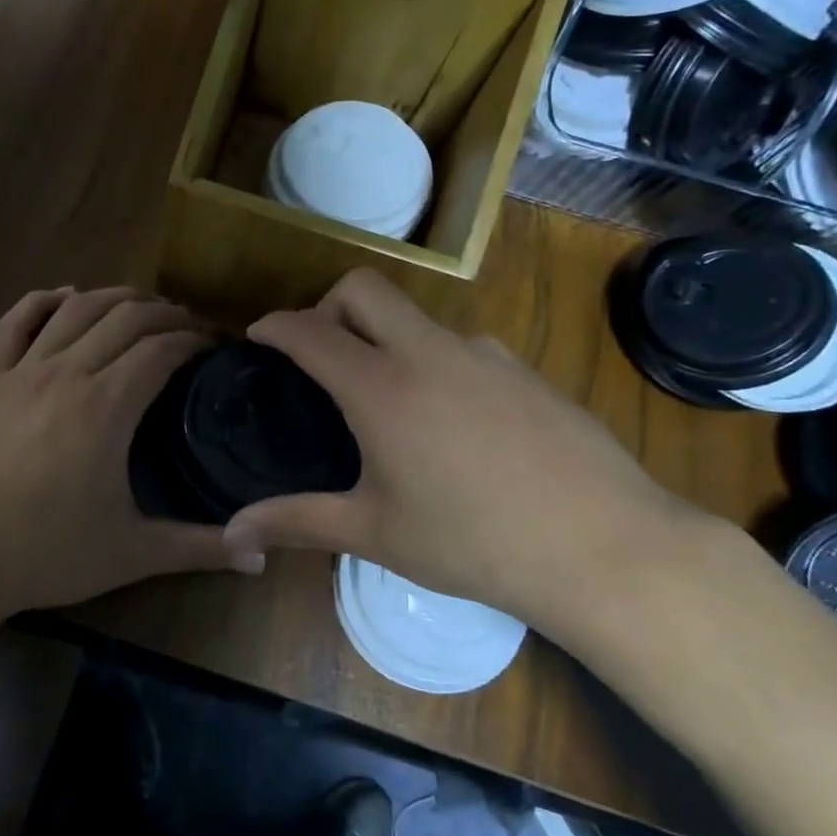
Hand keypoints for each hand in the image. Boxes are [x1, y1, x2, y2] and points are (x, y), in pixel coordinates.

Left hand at [0, 287, 260, 633]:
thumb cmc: (44, 554)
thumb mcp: (131, 554)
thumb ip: (200, 548)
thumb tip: (263, 558)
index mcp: (106, 406)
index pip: (163, 349)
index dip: (197, 340)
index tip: (218, 347)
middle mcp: (66, 372)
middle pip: (125, 318)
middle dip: (166, 313)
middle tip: (190, 328)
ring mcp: (20, 371)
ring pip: (75, 309)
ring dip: (116, 298)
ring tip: (143, 307)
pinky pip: (15, 322)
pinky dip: (44, 301)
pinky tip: (64, 297)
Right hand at [222, 270, 715, 641]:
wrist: (604, 548)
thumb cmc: (473, 543)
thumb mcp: (374, 533)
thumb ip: (296, 522)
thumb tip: (232, 534)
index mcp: (381, 387)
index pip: (310, 330)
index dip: (274, 326)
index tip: (257, 336)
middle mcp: (428, 352)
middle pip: (363, 287)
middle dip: (328, 305)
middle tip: (319, 353)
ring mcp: (484, 354)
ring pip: (416, 317)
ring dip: (385, 337)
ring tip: (387, 399)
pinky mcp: (524, 369)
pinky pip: (461, 347)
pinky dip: (434, 362)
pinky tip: (452, 421)